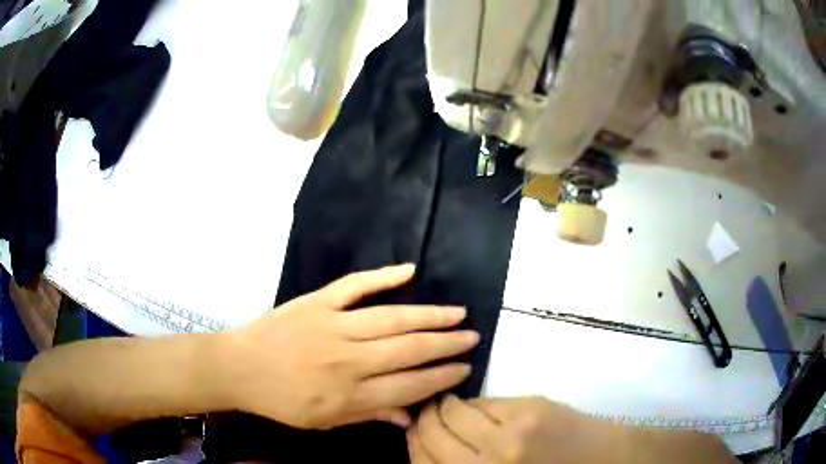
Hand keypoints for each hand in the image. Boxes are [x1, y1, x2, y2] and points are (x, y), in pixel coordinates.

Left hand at [218, 264, 478, 429]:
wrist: (240, 368)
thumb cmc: (281, 401)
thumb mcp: (325, 421)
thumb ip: (369, 416)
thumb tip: (410, 415)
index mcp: (350, 395)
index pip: (410, 386)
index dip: (441, 377)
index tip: (464, 368)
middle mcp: (348, 360)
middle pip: (409, 350)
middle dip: (446, 345)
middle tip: (472, 337)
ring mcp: (332, 326)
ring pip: (392, 318)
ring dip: (429, 315)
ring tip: (457, 313)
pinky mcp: (317, 302)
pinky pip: (355, 285)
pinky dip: (383, 276)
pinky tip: (410, 270)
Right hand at [408, 396, 618, 463]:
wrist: (604, 461)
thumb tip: (428, 443)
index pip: (422, 461)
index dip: (412, 442)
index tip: (411, 430)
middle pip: (432, 433)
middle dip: (423, 419)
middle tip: (426, 412)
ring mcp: (509, 435)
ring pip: (454, 412)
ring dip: (445, 406)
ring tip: (448, 404)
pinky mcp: (530, 410)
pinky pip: (485, 402)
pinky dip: (474, 403)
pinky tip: (478, 406)